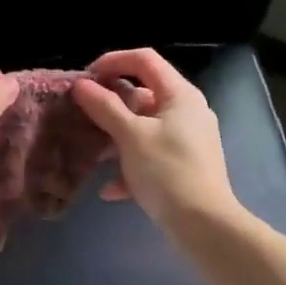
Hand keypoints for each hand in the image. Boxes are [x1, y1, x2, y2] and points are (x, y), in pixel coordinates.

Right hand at [73, 49, 238, 231]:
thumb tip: (82, 85)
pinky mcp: (184, 166)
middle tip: (82, 114)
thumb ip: (105, 107)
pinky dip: (131, 166)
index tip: (85, 79)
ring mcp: (188, 140)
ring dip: (116, 137)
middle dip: (110, 104)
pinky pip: (151, 155)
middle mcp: (187, 111)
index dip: (112, 61)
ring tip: (92, 153)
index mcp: (179, 95)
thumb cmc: (167, 171)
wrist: (203, 224)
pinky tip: (110, 190)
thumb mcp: (130, 136)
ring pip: (144, 127)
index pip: (144, 60)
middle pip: (143, 94)